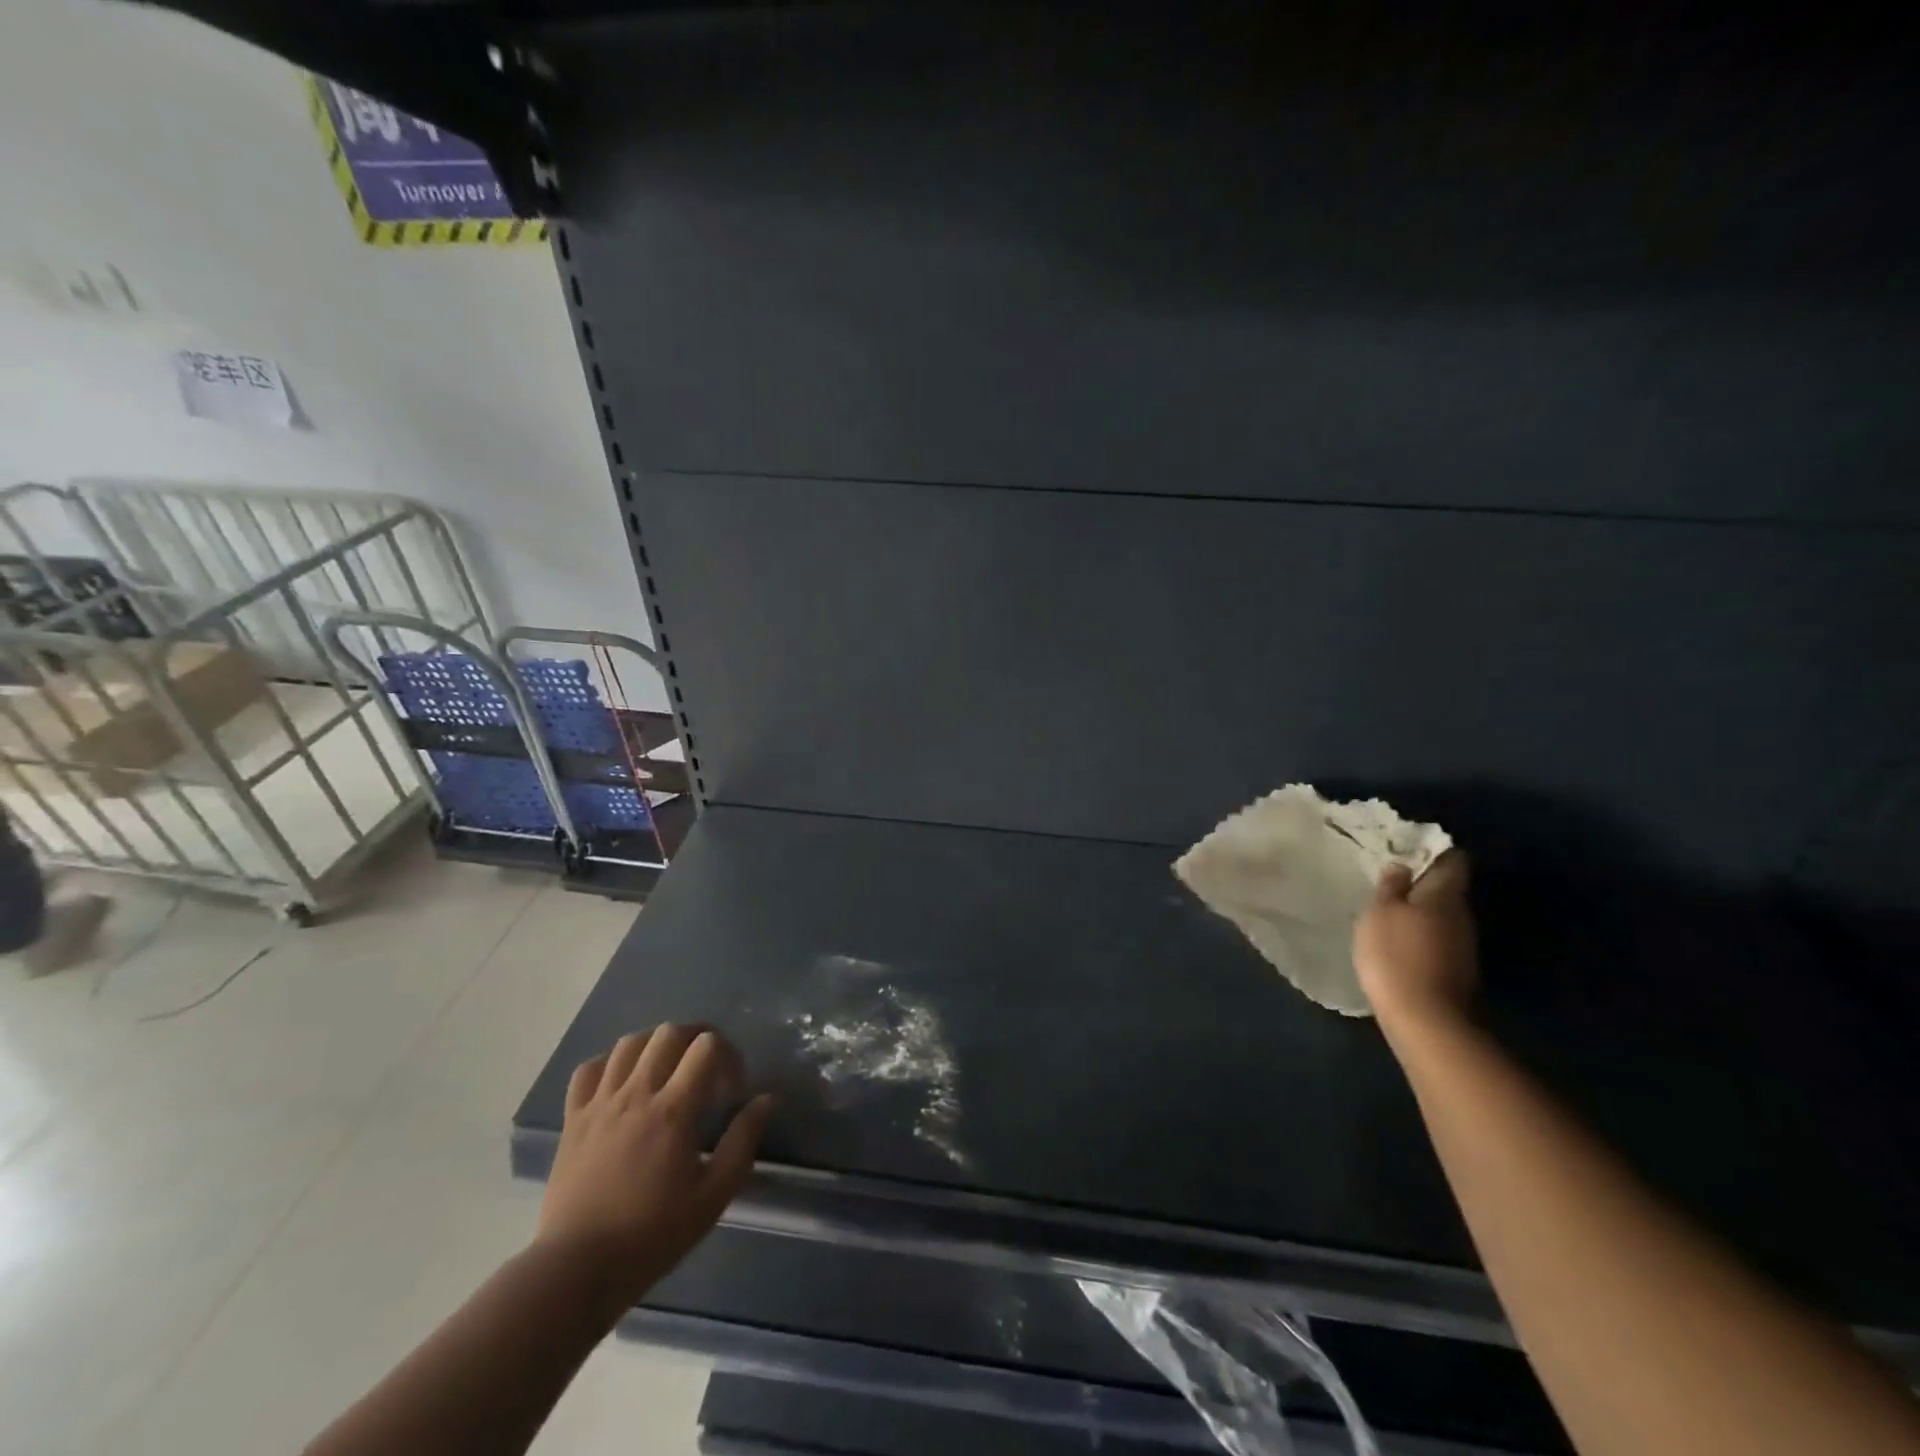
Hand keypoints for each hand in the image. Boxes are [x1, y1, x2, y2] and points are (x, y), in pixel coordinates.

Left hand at [535, 1025, 773, 1313]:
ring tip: (668, 1069)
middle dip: (696, 1039)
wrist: (576, 1270)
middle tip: (707, 1068)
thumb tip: (766, 1099)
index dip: (729, 1055)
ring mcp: (600, 1103)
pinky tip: (622, 1081)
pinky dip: (610, 1063)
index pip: (707, 1046)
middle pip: (669, 1033)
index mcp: (673, 1109)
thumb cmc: (651, 1234)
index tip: (732, 1088)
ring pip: (629, 1043)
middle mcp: (636, 1094)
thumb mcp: (713, 1196)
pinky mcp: (573, 1119)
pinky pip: (589, 1069)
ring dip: (656, 1045)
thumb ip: (743, 1141)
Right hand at [1353, 850, 1477, 1031]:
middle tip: (1390, 880)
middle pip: (1447, 889)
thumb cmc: (1396, 955)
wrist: (1426, 1019)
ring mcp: (1463, 944)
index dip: (1431, 851)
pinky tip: (1399, 941)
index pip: (1452, 861)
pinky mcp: (1456, 969)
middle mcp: (1462, 915)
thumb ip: (1391, 886)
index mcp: (1446, 895)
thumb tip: (1402, 866)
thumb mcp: (1380, 913)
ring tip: (1389, 911)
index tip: (1406, 850)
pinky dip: (1420, 934)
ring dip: (1420, 910)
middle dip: (1422, 882)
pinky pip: (1438, 938)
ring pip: (1442, 915)